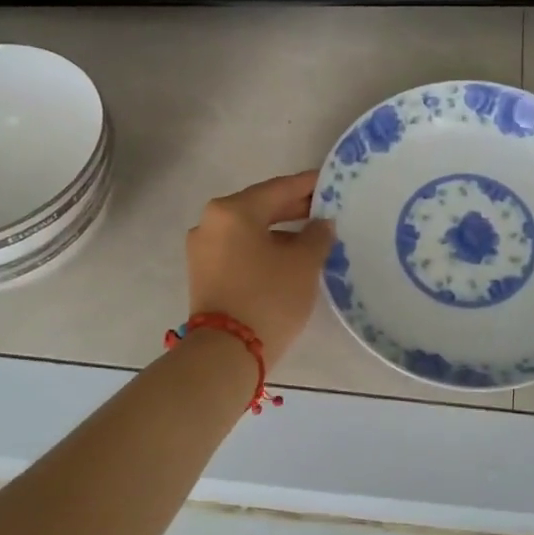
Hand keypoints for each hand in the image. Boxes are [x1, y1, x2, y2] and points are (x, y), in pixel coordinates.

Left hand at [186, 171, 335, 362]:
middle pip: (260, 207)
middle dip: (293, 208)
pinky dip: (263, 247)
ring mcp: (203, 248)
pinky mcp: (204, 273)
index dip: (308, 185)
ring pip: (249, 229)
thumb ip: (317, 235)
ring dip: (279, 230)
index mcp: (233, 210)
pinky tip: (288, 257)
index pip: (279, 188)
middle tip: (325, 209)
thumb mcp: (304, 263)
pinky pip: (239, 248)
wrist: (226, 353)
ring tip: (312, 236)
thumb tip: (321, 223)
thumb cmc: (269, 297)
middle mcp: (211, 222)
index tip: (330, 181)